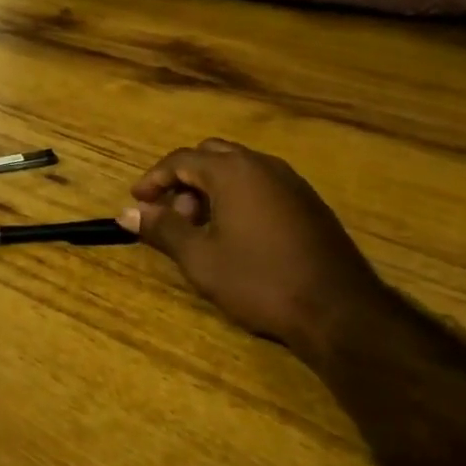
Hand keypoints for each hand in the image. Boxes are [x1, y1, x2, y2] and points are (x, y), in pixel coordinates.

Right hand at [119, 139, 393, 358]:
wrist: (338, 310)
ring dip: (211, 190)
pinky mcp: (309, 203)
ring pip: (238, 170)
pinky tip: (236, 236)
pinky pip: (261, 185)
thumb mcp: (200, 259)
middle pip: (211, 156)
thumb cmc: (260, 280)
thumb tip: (127, 213)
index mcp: (232, 171)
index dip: (154, 179)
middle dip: (184, 181)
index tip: (138, 202)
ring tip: (201, 230)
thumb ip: (162, 229)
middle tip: (171, 215)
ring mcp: (291, 182)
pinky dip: (238, 198)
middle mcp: (262, 165)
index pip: (181, 159)